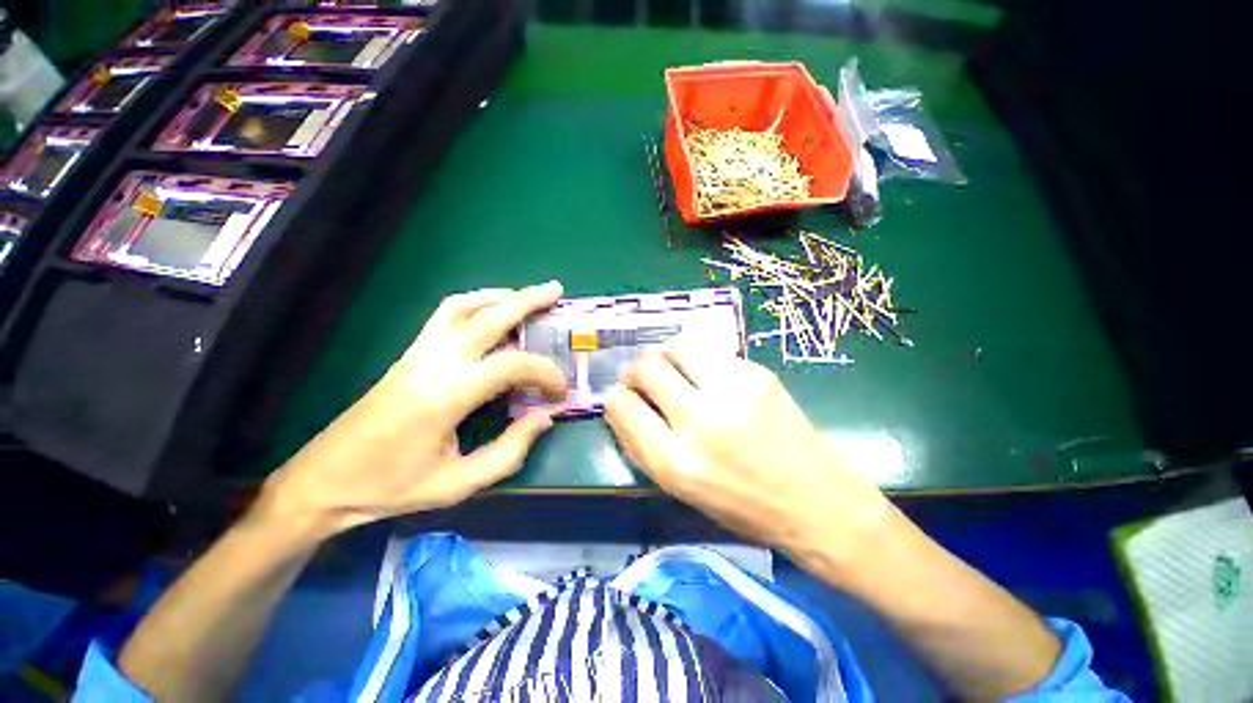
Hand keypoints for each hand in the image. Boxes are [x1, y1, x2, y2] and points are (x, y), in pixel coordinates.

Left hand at [258, 282, 567, 538]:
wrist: (326, 480)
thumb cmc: (393, 487)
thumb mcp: (459, 483)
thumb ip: (510, 451)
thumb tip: (545, 417)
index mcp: (446, 396)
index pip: (512, 365)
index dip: (545, 373)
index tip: (560, 392)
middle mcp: (433, 363)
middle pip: (488, 317)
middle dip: (527, 301)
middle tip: (556, 291)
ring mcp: (418, 353)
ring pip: (462, 306)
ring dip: (499, 296)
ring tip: (527, 296)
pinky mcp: (410, 354)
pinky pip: (445, 315)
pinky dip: (475, 303)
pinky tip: (491, 311)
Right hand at [604, 342, 892, 574]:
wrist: (818, 501)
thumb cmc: (744, 507)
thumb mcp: (681, 490)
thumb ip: (644, 447)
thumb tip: (621, 407)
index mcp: (677, 462)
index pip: (623, 407)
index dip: (614, 398)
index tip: (619, 396)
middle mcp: (701, 421)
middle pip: (647, 368)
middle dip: (635, 370)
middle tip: (641, 377)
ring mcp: (733, 392)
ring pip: (678, 346)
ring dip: (665, 354)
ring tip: (670, 366)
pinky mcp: (758, 375)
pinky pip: (711, 352)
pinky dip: (698, 359)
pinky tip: (705, 374)